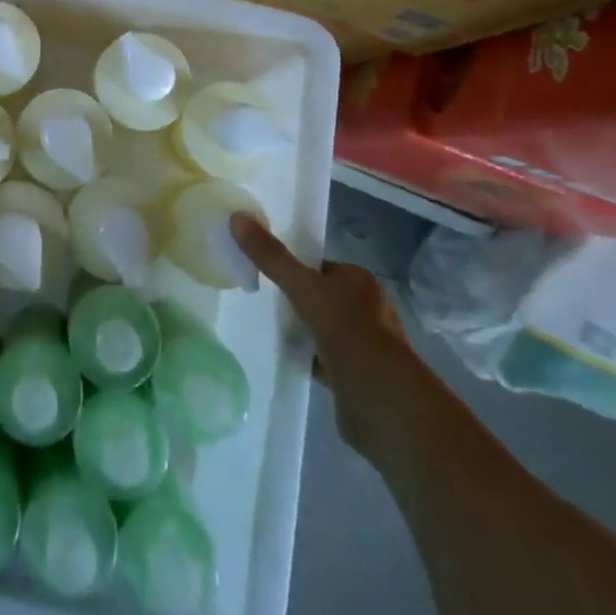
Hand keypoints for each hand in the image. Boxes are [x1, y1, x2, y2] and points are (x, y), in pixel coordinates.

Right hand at [231, 213, 412, 448]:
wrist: (378, 397)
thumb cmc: (345, 329)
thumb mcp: (301, 286)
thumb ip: (270, 255)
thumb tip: (237, 216)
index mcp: (362, 282)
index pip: (323, 267)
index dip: (298, 269)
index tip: (271, 276)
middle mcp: (370, 310)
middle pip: (325, 298)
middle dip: (301, 301)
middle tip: (267, 301)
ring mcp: (368, 346)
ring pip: (327, 329)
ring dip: (306, 331)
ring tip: (274, 329)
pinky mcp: (359, 376)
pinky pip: (328, 359)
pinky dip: (311, 358)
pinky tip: (290, 357)